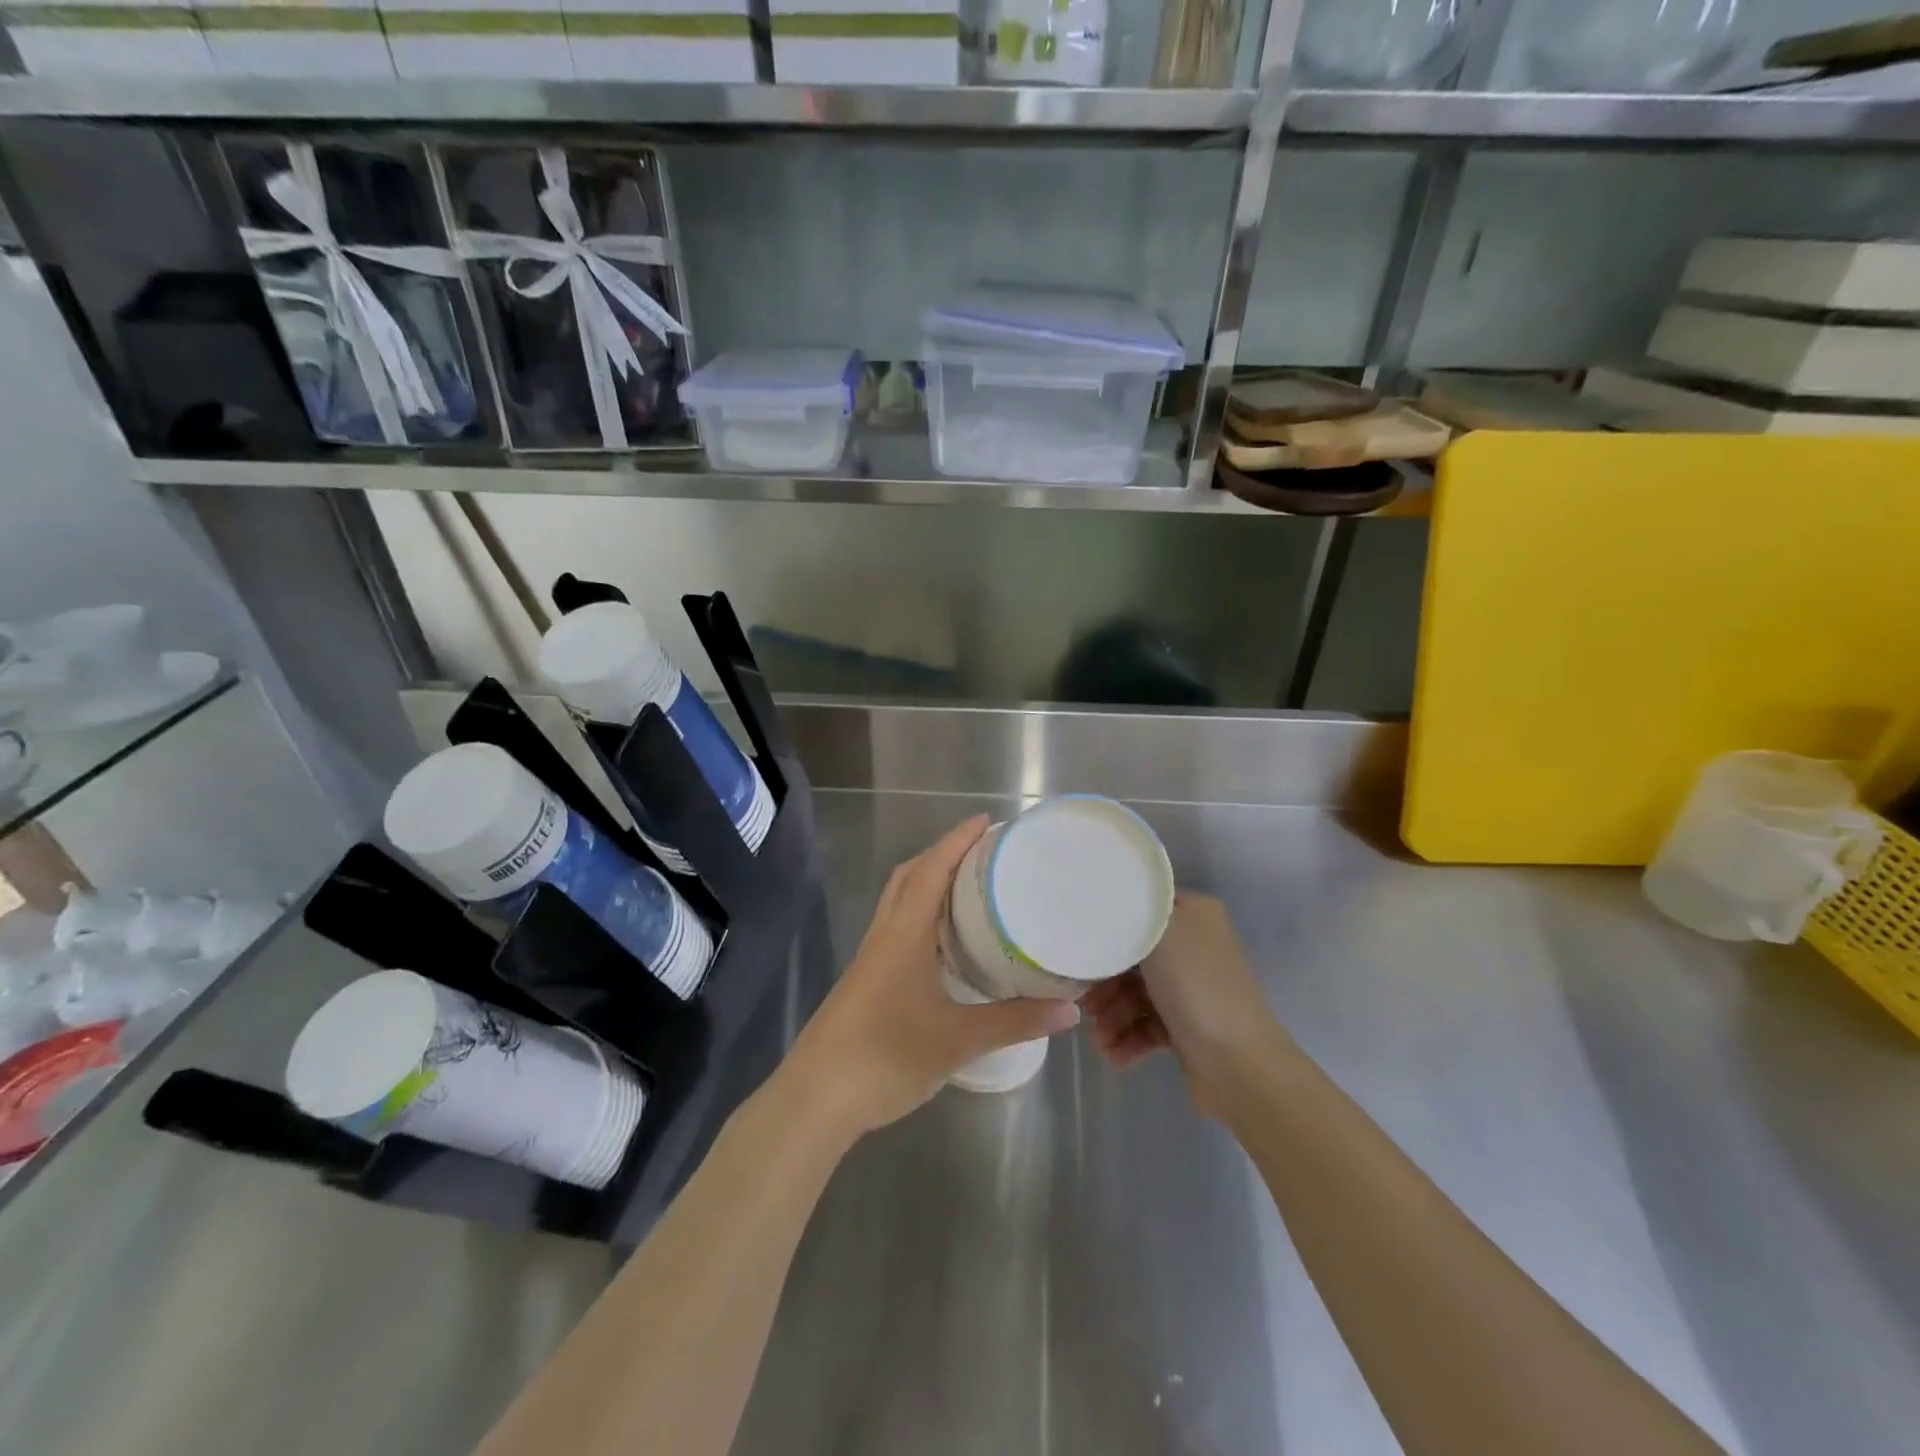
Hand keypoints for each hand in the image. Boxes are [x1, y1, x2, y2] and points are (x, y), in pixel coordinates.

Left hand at [779, 815, 1081, 1139]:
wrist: (816, 1098)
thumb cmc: (887, 1055)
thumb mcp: (959, 1039)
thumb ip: (1015, 1021)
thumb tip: (1070, 1009)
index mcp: (904, 933)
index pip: (931, 870)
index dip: (957, 841)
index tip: (985, 821)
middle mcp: (884, 936)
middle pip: (909, 877)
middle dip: (942, 855)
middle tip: (982, 854)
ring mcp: (870, 959)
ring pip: (899, 904)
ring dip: (929, 885)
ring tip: (969, 891)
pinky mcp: (865, 982)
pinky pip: (896, 931)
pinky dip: (921, 919)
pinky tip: (943, 946)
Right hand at [1081, 891, 1287, 1117]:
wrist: (1240, 1063)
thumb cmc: (1196, 986)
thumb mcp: (1158, 932)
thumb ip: (1127, 915)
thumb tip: (1105, 911)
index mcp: (1194, 914)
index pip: (1141, 907)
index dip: (1109, 927)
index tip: (1081, 946)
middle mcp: (1195, 946)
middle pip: (1134, 955)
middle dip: (1105, 981)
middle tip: (1084, 1003)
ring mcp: (1192, 989)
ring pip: (1137, 993)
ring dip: (1113, 1015)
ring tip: (1100, 1039)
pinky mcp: (1188, 1027)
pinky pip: (1148, 1025)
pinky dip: (1128, 1038)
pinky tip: (1115, 1055)